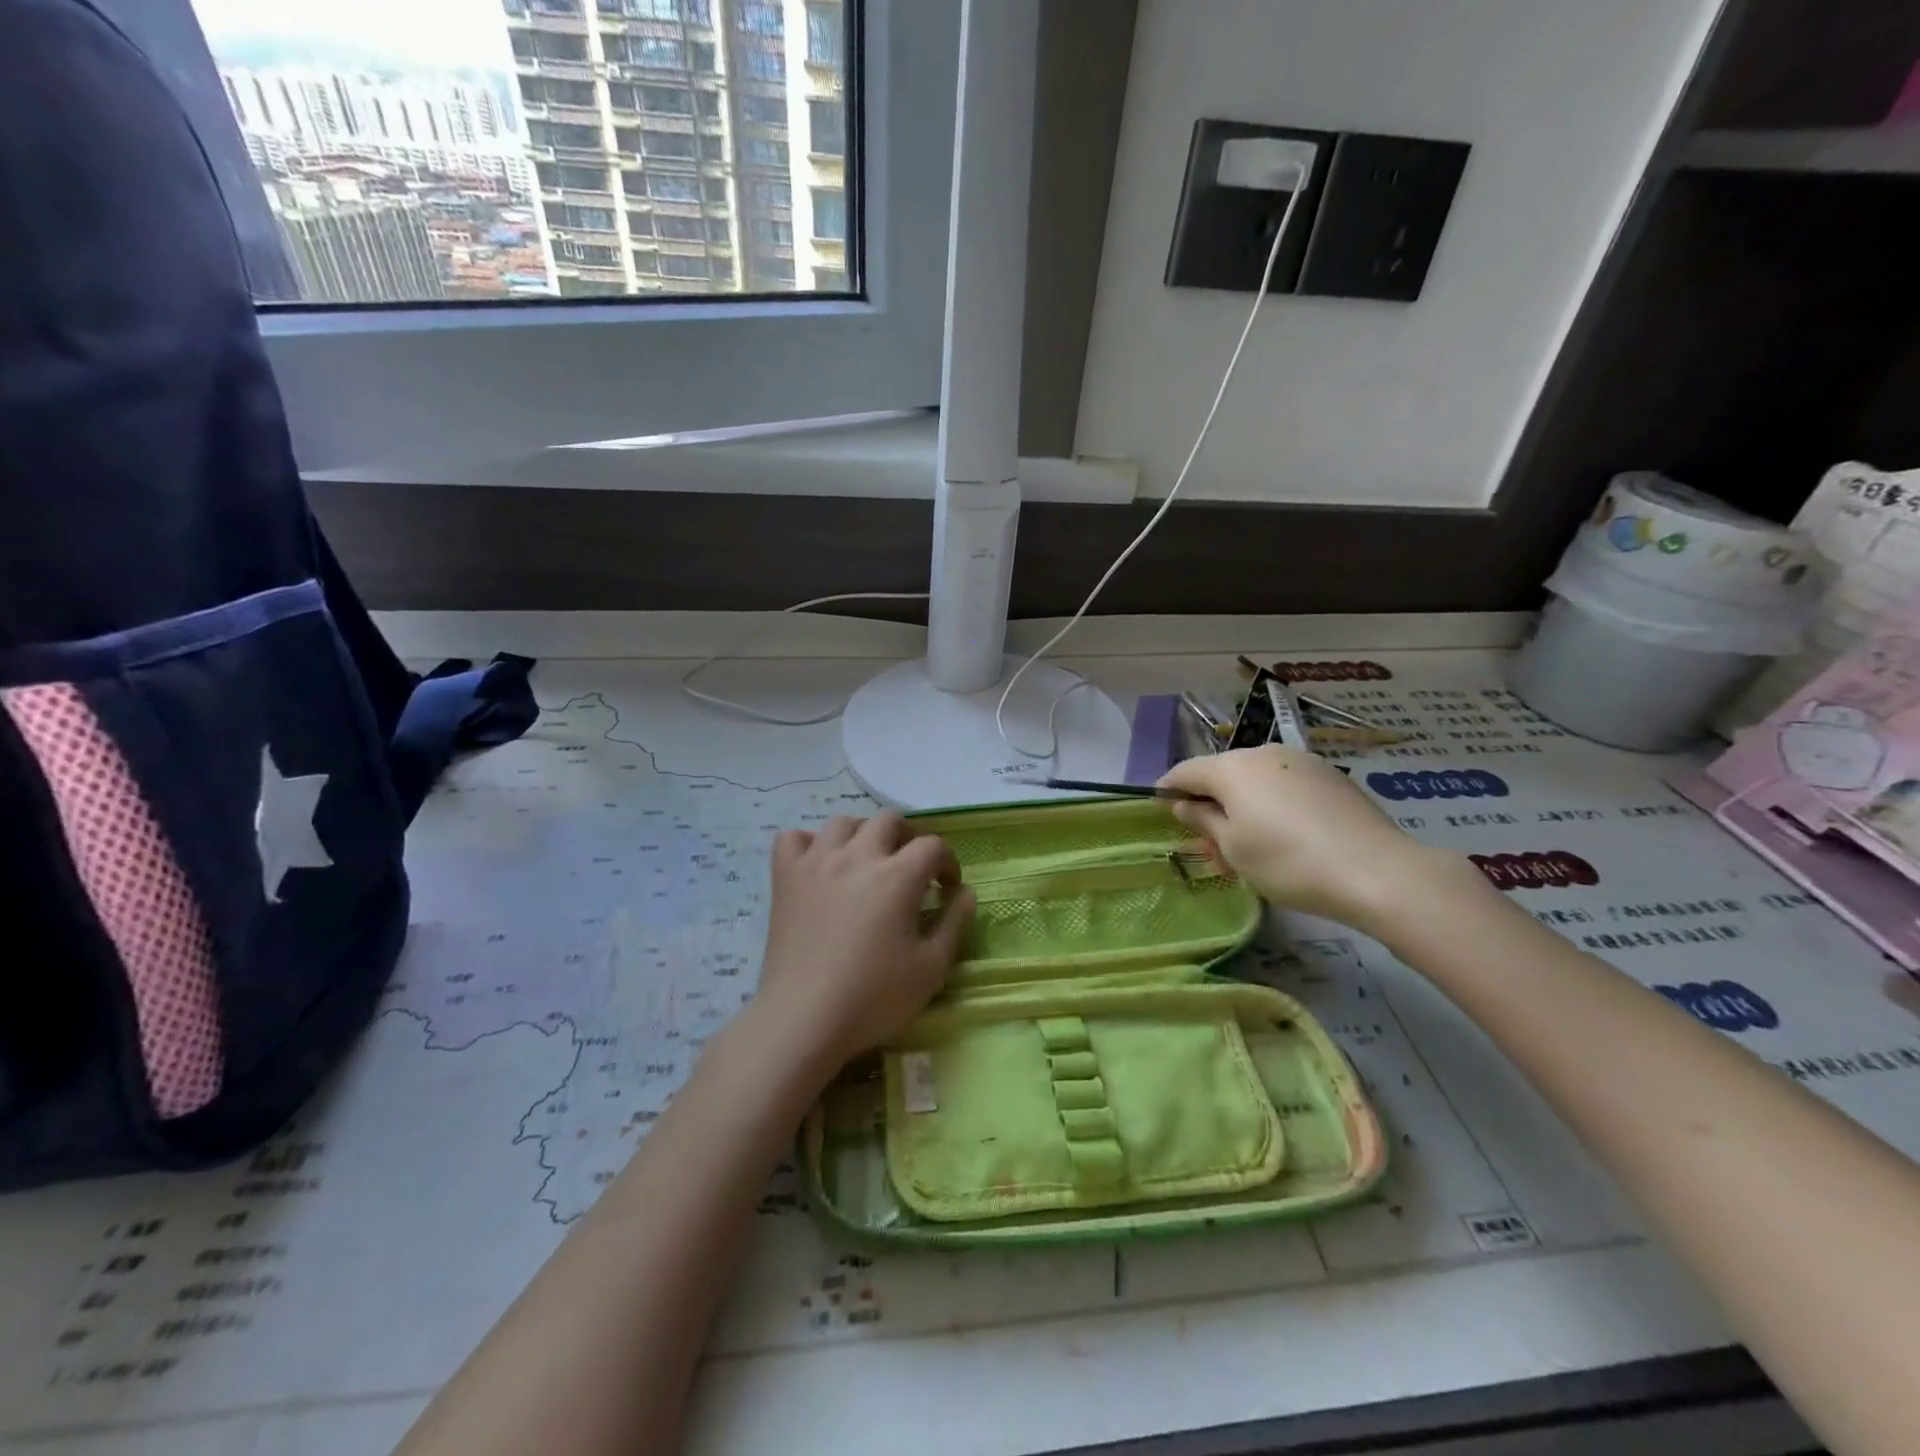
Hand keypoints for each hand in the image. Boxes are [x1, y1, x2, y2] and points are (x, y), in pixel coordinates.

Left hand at [753, 813, 975, 1072]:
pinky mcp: (785, 877)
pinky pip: (792, 838)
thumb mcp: (931, 968)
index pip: (932, 845)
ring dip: (862, 834)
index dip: (947, 862)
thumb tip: (965, 893)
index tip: (947, 889)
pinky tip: (819, 865)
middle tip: (912, 868)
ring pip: (842, 822)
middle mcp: (857, 857)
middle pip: (888, 821)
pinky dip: (809, 844)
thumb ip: (954, 924)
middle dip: (909, 838)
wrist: (804, 1019)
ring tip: (867, 861)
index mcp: (897, 876)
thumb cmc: (874, 998)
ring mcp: (816, 863)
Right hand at [1159, 746, 1445, 933]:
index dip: (1168, 788)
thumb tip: (1184, 804)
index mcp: (1232, 768)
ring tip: (1248, 841)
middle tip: (1207, 837)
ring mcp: (1302, 761)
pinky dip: (1274, 803)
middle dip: (1210, 800)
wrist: (1376, 871)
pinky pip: (1286, 785)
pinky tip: (1285, 834)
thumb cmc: (1287, 862)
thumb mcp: (1233, 848)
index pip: (1186, 771)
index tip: (1158, 805)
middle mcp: (1264, 753)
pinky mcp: (1331, 776)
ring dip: (1244, 803)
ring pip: (1257, 779)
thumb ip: (1203, 820)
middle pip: (1223, 772)